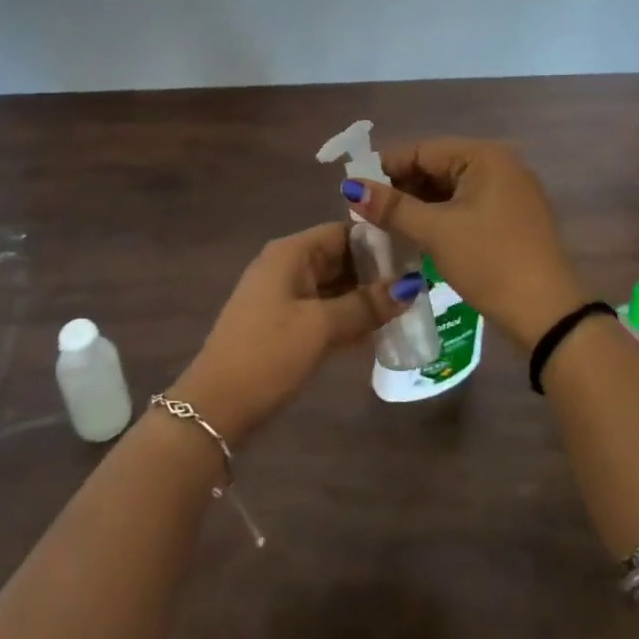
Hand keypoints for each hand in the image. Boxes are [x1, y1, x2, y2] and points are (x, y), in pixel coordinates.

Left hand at [171, 222, 418, 444]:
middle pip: (340, 257)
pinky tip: (380, 332)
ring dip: (365, 297)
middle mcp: (287, 266)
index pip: (343, 232)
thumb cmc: (268, 354)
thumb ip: (365, 305)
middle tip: (422, 286)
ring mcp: (284, 296)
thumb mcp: (320, 327)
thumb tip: (411, 285)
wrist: (216, 405)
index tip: (416, 256)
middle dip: (376, 272)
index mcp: (290, 253)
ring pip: (334, 286)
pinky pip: (325, 310)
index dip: (379, 241)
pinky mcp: (284, 324)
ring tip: (409, 309)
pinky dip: (349, 317)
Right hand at [341, 137, 583, 351]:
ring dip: (419, 205)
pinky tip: (417, 235)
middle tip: (368, 213)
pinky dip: (441, 217)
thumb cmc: (489, 262)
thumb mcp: (436, 232)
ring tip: (386, 226)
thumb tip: (350, 186)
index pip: (422, 150)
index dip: (385, 167)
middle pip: (437, 167)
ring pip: (450, 189)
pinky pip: (466, 206)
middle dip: (402, 188)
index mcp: (484, 156)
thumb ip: (392, 207)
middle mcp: (500, 165)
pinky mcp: (512, 218)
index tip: (355, 190)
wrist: (548, 315)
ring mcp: (510, 192)